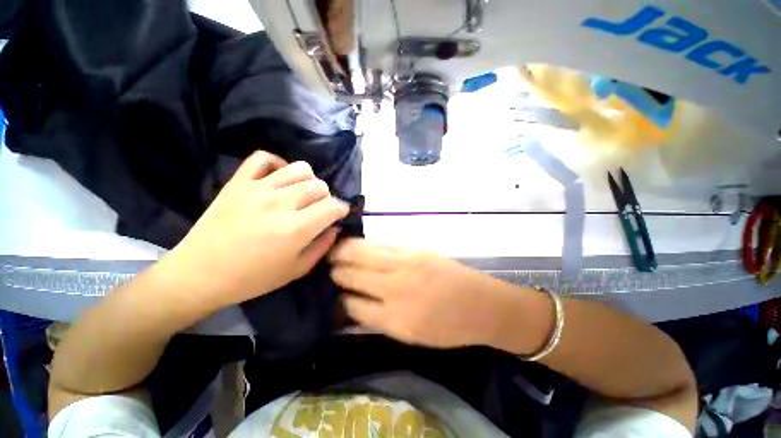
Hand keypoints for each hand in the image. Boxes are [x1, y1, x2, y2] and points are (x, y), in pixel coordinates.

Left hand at [162, 151, 348, 310]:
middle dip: (327, 197)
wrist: (199, 274)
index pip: (332, 206)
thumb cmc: (252, 279)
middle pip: (319, 186)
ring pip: (299, 169)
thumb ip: (322, 247)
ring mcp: (258, 189)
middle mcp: (280, 203)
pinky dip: (277, 163)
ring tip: (302, 193)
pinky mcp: (238, 182)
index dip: (342, 209)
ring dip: (309, 180)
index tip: (339, 214)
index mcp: (296, 228)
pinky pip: (263, 158)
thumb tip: (335, 227)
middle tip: (319, 209)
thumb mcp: (297, 270)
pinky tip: (279, 178)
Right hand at [329, 238, 519, 347]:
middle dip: (334, 272)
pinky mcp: (413, 250)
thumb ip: (378, 320)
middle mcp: (395, 287)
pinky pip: (380, 244)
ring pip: (361, 252)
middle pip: (351, 274)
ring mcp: (405, 263)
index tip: (329, 295)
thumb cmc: (448, 327)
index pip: (350, 304)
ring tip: (332, 251)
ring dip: (343, 252)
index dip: (336, 299)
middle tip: (325, 269)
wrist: (481, 304)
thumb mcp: (410, 336)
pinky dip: (363, 245)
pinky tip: (355, 245)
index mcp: (394, 318)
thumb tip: (352, 307)